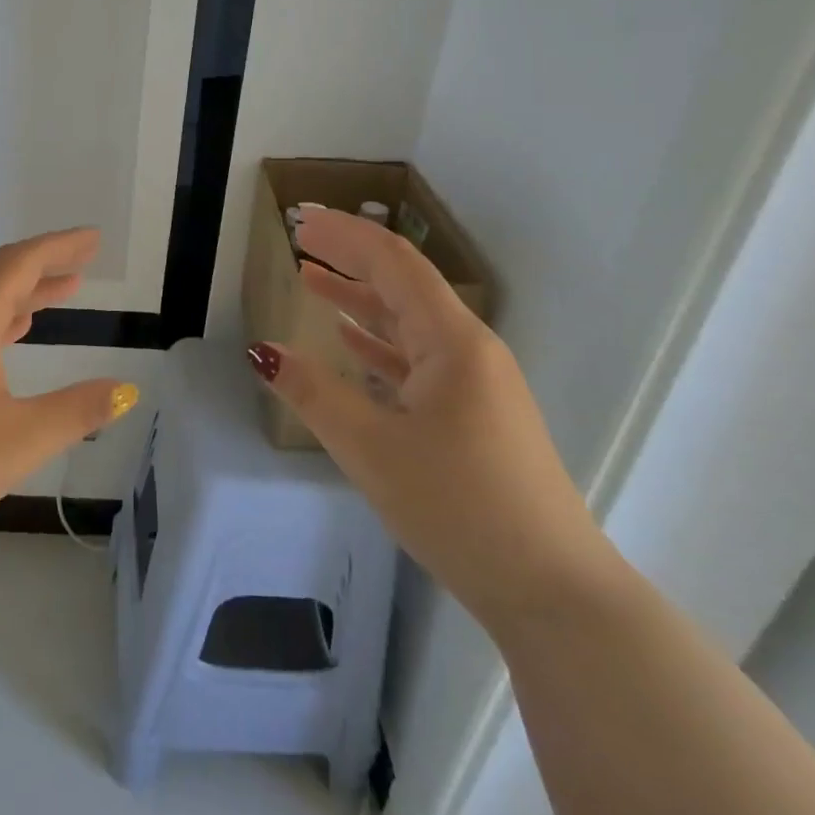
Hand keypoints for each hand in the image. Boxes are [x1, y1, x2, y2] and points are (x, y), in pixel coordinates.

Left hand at [0, 227, 139, 565]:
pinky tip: (16, 335)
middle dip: (44, 263)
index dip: (58, 246)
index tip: (93, 238)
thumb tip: (127, 389)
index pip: (17, 264)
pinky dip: (3, 319)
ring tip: (65, 290)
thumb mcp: (20, 439)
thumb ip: (78, 411)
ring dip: (24, 291)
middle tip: (85, 259)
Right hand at [249, 208, 613, 631]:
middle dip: (350, 257)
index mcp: (452, 342)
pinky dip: (377, 340)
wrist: (553, 593)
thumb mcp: (371, 448)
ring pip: (408, 321)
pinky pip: (416, 357)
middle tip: (301, 238)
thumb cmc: (460, 507)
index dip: (346, 235)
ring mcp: (474, 383)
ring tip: (311, 277)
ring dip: (359, 297)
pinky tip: (348, 338)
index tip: (301, 221)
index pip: (393, 264)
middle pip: (402, 284)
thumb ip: (313, 392)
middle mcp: (468, 349)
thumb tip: (262, 350)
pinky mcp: (472, 414)